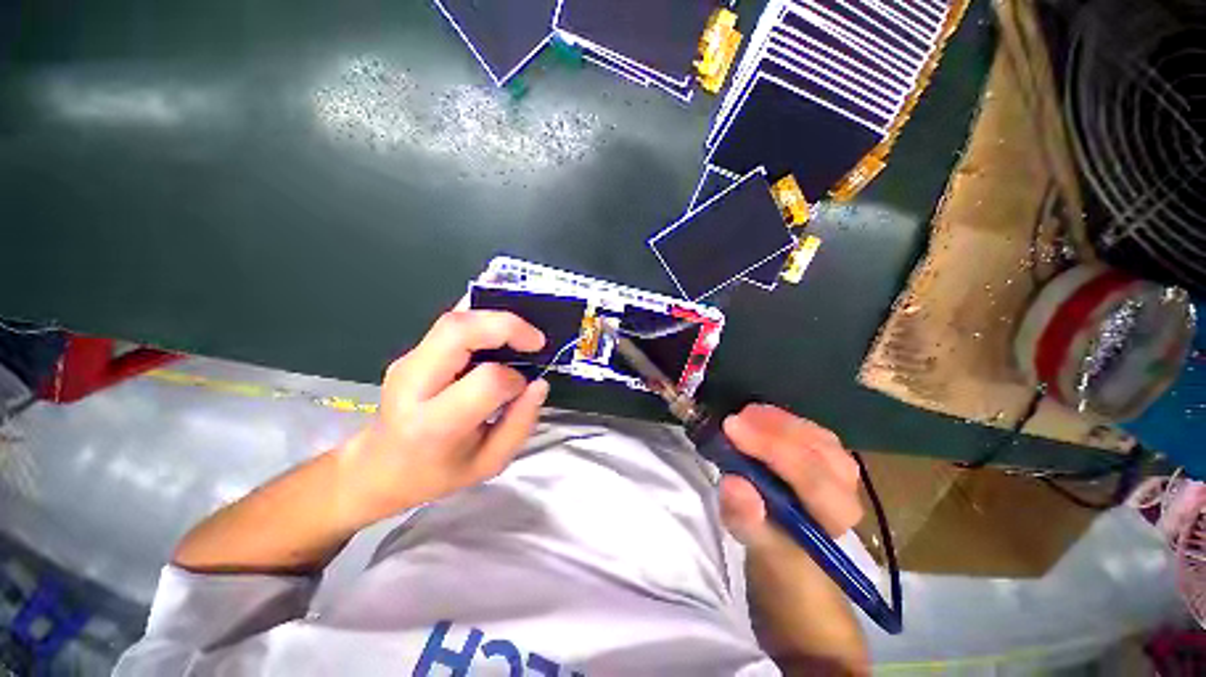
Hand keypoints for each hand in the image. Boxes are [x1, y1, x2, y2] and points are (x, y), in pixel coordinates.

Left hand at [334, 310, 548, 528]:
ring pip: (455, 319)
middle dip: (507, 325)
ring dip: (496, 318)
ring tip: (521, 335)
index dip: (514, 379)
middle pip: (460, 331)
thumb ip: (520, 424)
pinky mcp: (413, 352)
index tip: (524, 388)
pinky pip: (451, 323)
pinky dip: (480, 316)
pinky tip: (498, 326)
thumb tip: (539, 384)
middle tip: (535, 340)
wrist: (377, 468)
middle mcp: (414, 384)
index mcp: (434, 423)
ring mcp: (409, 362)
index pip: (486, 381)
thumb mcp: (489, 463)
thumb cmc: (435, 474)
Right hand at [718, 405, 861, 548]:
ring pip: (810, 431)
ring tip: (740, 417)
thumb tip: (734, 483)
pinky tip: (755, 416)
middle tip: (731, 421)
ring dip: (772, 420)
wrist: (789, 538)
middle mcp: (847, 486)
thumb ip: (744, 516)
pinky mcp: (828, 448)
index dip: (769, 448)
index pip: (811, 477)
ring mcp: (840, 462)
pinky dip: (777, 417)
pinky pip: (806, 425)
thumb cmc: (772, 541)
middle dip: (769, 429)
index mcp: (834, 516)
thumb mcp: (750, 538)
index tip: (731, 428)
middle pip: (814, 447)